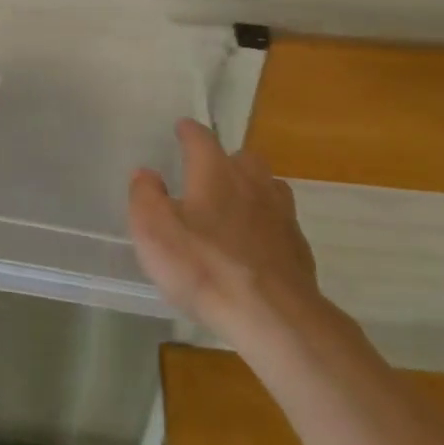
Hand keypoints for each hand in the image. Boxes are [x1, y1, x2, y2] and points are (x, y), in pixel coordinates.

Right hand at [128, 119, 321, 343]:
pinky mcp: (298, 247)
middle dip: (225, 160)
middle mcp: (251, 182)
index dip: (189, 132)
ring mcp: (280, 214)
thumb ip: (145, 196)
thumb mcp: (154, 231)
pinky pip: (281, 222)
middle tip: (208, 174)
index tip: (181, 128)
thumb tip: (146, 173)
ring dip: (251, 189)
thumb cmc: (204, 267)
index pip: (201, 138)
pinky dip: (267, 224)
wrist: (272, 316)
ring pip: (267, 186)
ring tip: (235, 206)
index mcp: (215, 172)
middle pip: (242, 158)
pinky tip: (256, 244)